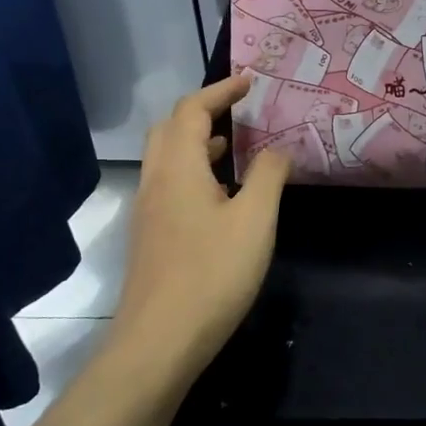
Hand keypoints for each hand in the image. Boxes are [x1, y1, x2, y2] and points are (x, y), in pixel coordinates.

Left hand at [110, 75, 291, 386]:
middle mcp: (155, 182)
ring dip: (196, 142)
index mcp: (178, 168)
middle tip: (236, 111)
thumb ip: (268, 176)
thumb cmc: (212, 274)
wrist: (159, 343)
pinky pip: (169, 184)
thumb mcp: (255, 220)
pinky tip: (221, 196)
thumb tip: (277, 149)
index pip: (192, 110)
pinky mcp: (150, 238)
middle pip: (169, 129)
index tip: (250, 83)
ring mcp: (148, 212)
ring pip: (166, 159)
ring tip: (233, 146)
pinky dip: (193, 171)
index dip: (220, 91)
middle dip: (202, 112)